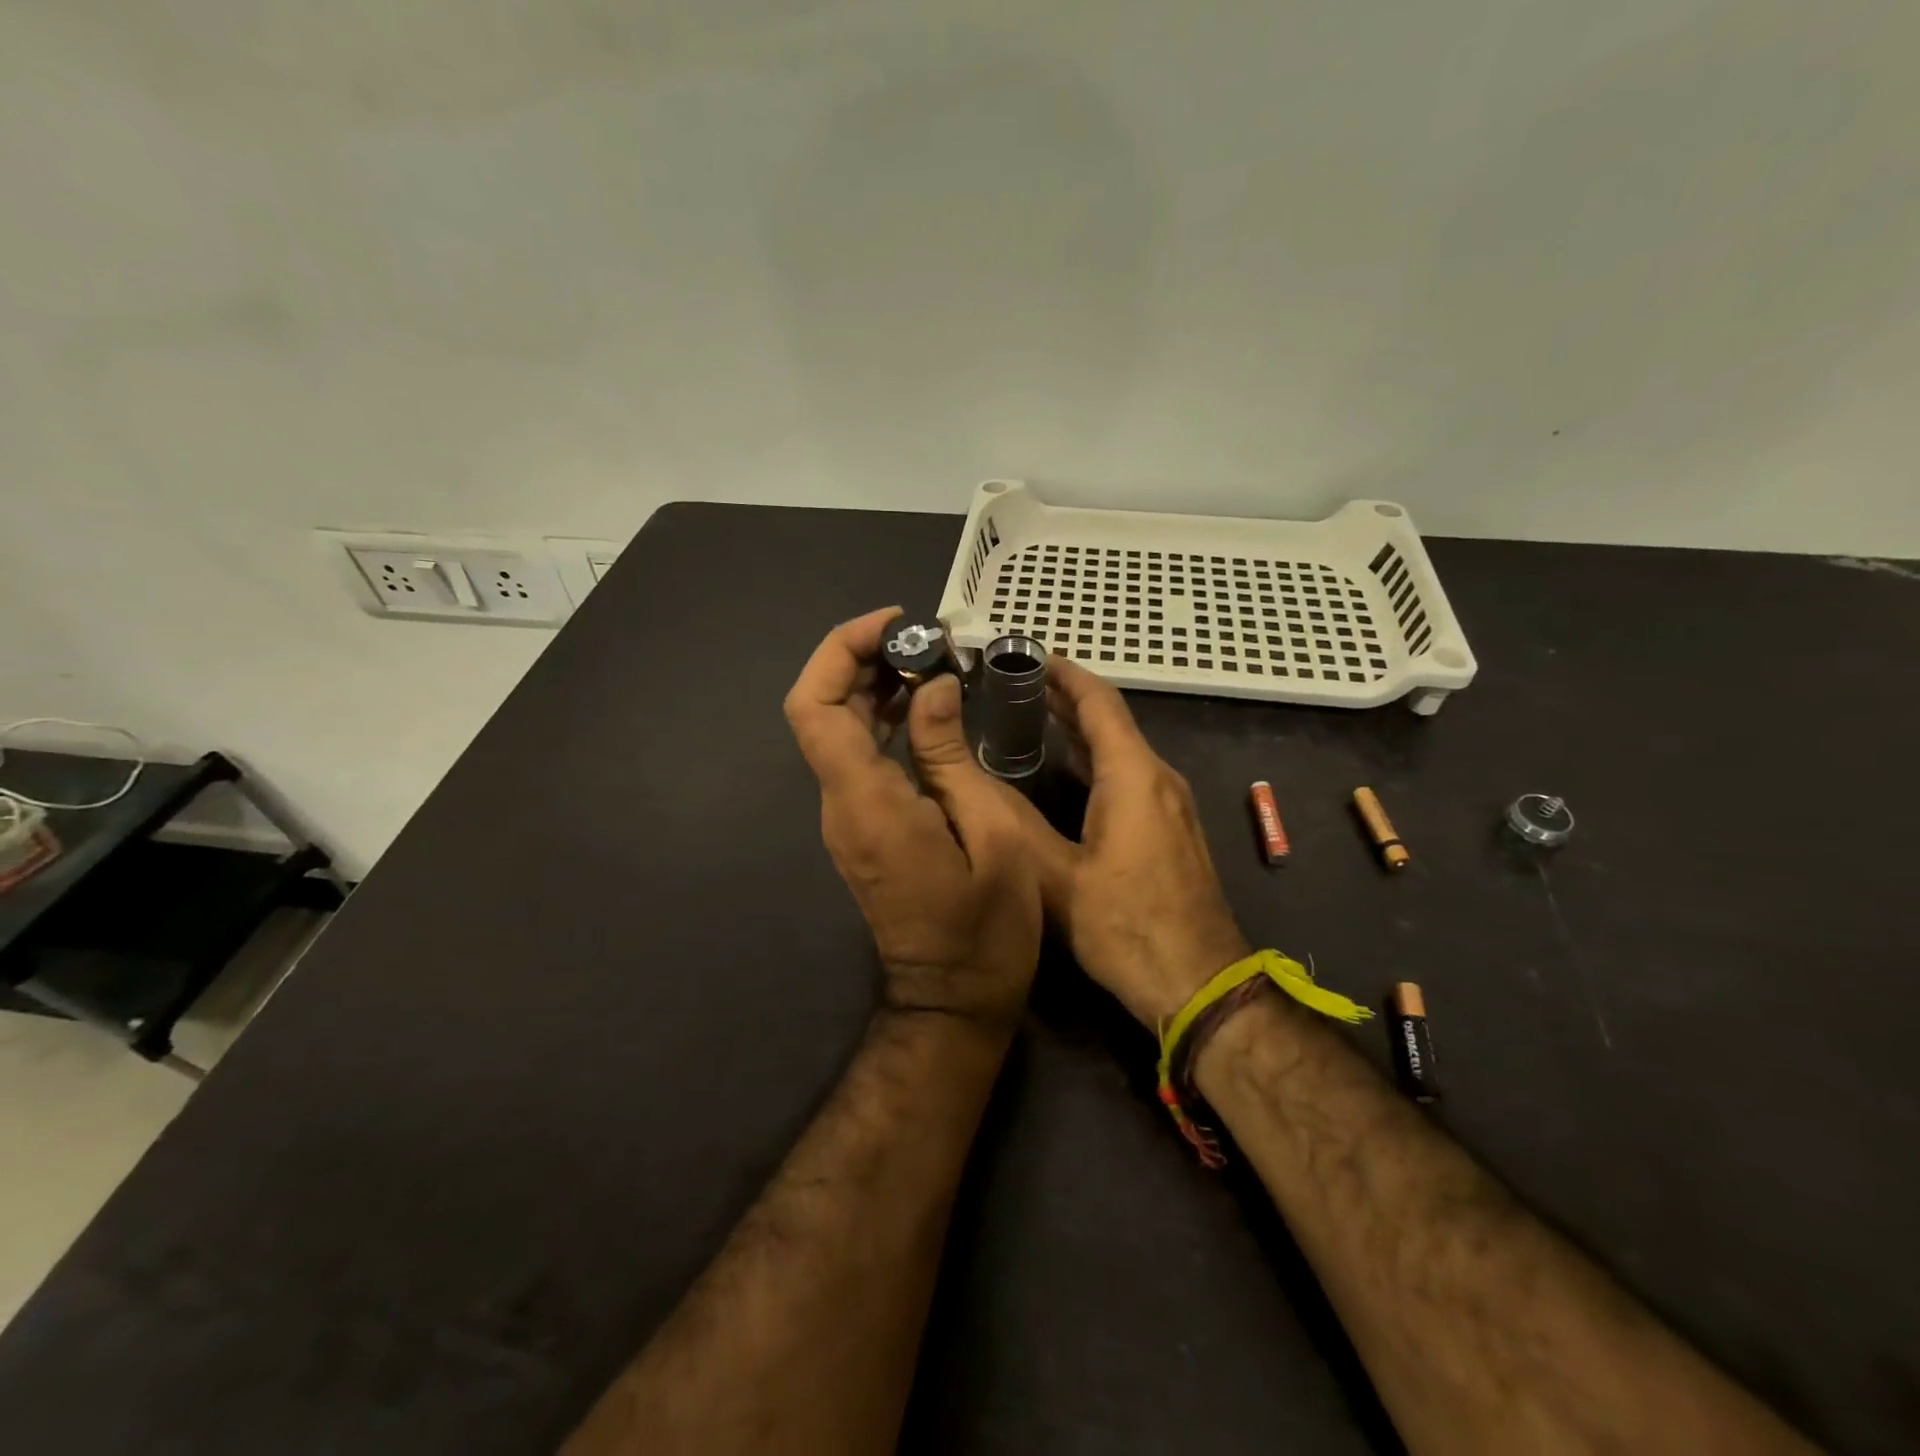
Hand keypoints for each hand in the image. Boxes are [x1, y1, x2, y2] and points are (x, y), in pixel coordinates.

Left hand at [784, 608, 1043, 1027]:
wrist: (953, 1001)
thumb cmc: (986, 930)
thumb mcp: (990, 834)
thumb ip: (951, 755)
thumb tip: (931, 689)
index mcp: (866, 803)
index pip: (814, 707)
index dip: (840, 651)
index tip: (894, 625)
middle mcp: (841, 805)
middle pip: (817, 710)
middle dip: (858, 660)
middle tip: (921, 641)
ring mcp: (846, 819)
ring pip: (834, 732)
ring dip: (870, 687)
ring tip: (929, 664)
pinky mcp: (861, 830)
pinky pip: (855, 759)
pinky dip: (880, 721)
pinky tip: (923, 709)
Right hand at [1014, 658, 1249, 1029]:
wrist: (1200, 983)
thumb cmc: (1128, 928)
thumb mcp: (1057, 879)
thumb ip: (1016, 824)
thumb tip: (974, 781)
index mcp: (1134, 777)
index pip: (1099, 703)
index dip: (1064, 674)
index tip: (1028, 654)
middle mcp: (1159, 779)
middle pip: (1111, 721)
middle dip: (1066, 698)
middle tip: (1014, 684)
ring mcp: (1172, 805)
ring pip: (1122, 750)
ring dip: (1080, 729)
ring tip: (1031, 717)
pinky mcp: (1172, 830)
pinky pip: (1131, 776)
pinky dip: (1096, 760)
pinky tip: (1066, 772)